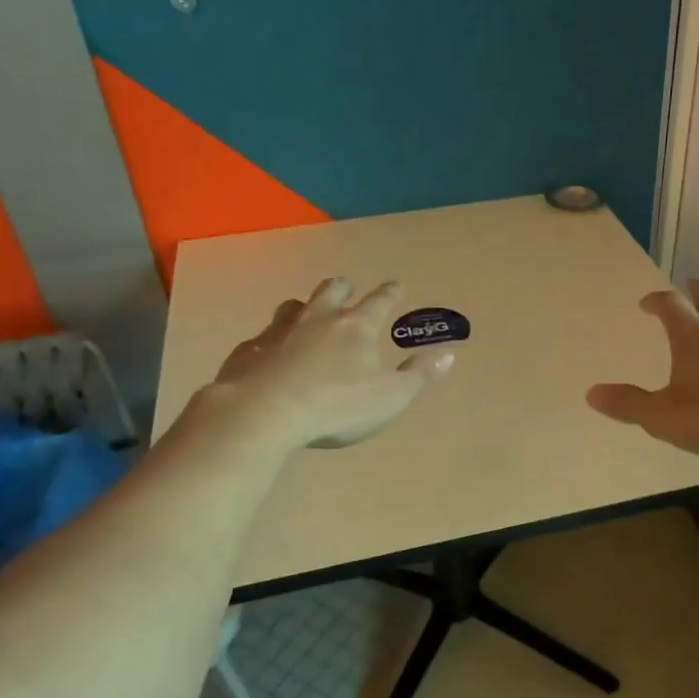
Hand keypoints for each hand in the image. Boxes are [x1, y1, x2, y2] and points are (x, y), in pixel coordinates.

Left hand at [193, 278, 453, 451]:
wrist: (263, 413)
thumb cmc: (337, 406)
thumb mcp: (390, 397)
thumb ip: (419, 375)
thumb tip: (448, 354)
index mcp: (356, 327)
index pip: (379, 302)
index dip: (390, 292)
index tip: (396, 283)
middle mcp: (318, 319)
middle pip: (333, 290)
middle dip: (344, 287)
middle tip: (348, 290)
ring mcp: (280, 331)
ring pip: (294, 306)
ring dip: (305, 307)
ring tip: (308, 314)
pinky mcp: (250, 350)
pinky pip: (263, 337)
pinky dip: (272, 340)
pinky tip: (270, 352)